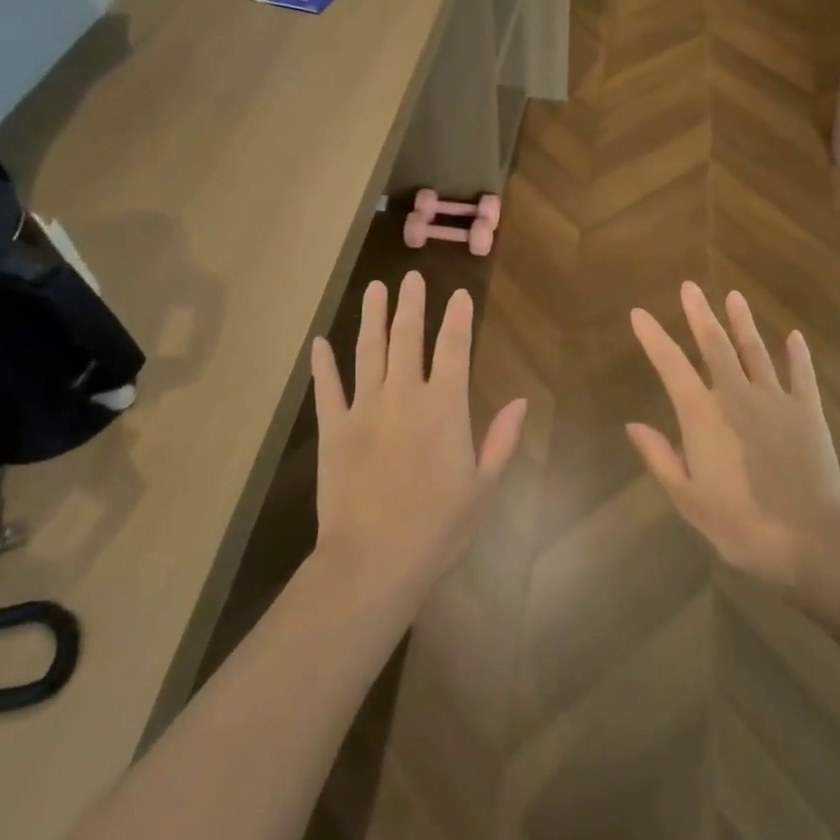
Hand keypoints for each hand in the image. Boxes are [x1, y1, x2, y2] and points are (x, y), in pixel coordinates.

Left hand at [310, 271, 527, 602]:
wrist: (373, 561)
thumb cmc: (438, 528)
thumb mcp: (483, 487)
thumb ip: (501, 439)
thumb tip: (519, 401)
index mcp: (444, 407)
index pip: (454, 349)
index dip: (458, 318)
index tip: (460, 294)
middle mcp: (404, 396)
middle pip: (408, 338)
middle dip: (412, 304)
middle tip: (412, 277)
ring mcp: (364, 409)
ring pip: (368, 351)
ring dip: (372, 318)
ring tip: (374, 289)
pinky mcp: (333, 429)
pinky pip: (327, 388)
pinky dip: (323, 365)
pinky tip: (319, 343)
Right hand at [627, 283, 839, 587]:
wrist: (808, 537)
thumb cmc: (739, 523)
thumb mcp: (688, 498)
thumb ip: (660, 457)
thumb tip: (633, 426)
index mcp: (703, 415)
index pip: (671, 366)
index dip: (653, 338)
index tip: (639, 314)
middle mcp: (736, 395)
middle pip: (715, 345)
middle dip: (699, 314)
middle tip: (690, 287)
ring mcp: (775, 399)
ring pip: (755, 351)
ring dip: (743, 323)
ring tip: (734, 296)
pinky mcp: (807, 411)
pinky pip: (801, 374)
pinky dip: (797, 354)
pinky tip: (794, 337)